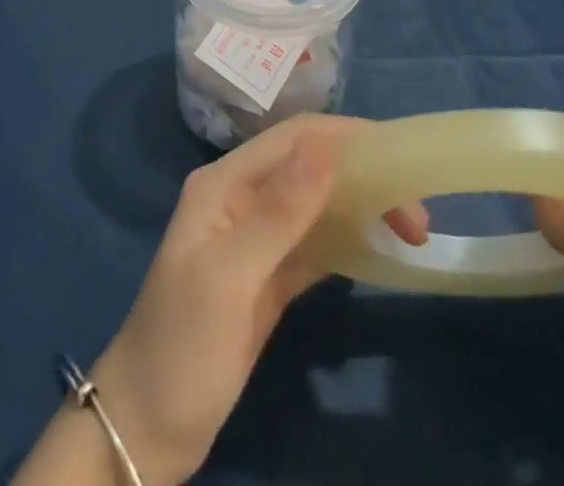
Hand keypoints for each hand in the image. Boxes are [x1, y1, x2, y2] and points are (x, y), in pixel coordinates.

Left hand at [87, 115, 427, 485]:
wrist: (146, 425)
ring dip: (360, 207)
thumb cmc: (183, 345)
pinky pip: (314, 243)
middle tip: (417, 216)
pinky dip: (346, 240)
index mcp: (224, 183)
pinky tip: (378, 249)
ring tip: (410, 229)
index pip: (293, 138)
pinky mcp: (267, 278)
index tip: (405, 160)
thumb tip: (326, 147)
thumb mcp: (229, 276)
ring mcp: (254, 238)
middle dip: (362, 175)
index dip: (348, 138)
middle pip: (309, 166)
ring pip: (316, 203)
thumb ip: (278, 212)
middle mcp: (240, 198)